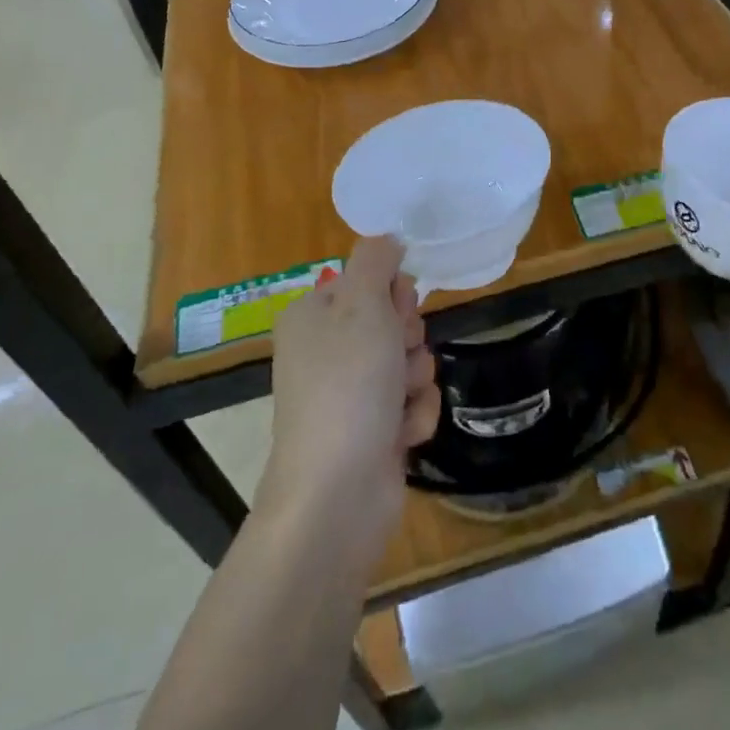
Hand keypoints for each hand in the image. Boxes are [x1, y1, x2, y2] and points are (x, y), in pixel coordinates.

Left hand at [257, 237, 440, 565]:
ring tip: (398, 403)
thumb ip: (376, 260)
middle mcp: (327, 351)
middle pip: (393, 321)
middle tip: (397, 357)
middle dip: (408, 339)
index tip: (397, 310)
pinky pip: (411, 403)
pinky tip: (401, 434)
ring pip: (409, 362)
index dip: (393, 294)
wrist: (336, 492)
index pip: (369, 281)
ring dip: (415, 379)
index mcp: (313, 316)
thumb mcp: (362, 304)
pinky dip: (414, 415)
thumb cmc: (348, 385)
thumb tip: (387, 237)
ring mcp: (349, 395)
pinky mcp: (372, 431)